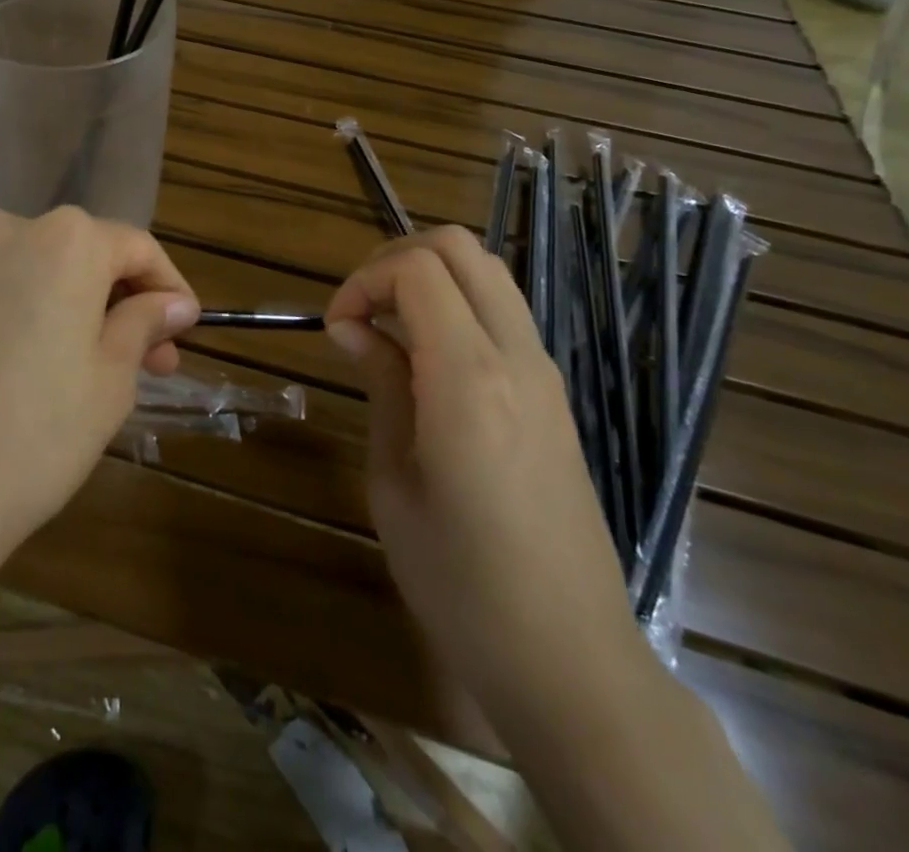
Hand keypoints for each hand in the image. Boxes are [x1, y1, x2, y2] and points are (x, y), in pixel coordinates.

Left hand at [0, 208, 199, 580]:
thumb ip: (144, 325)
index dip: (167, 288)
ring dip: (53, 295)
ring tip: (59, 354)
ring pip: (21, 260)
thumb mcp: (109, 383)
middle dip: (114, 299)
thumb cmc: (32, 438)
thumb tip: (174, 304)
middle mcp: (8, 227)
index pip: (136, 248)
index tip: (181, 331)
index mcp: (69, 241)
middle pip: (78, 252)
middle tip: (139, 359)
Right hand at [325, 227, 642, 719]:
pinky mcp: (555, 395)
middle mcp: (517, 358)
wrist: (571, 660)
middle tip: (360, 311)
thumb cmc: (460, 583)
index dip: (363, 281)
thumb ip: (382, 385)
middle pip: (461, 248)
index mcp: (470, 379)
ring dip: (430, 278)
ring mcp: (546, 374)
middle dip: (396, 259)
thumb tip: (355, 327)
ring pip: (489, 272)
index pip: (417, 269)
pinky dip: (458, 306)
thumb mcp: (393, 481)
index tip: (337, 328)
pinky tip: (427, 360)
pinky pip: (504, 313)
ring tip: (389, 329)